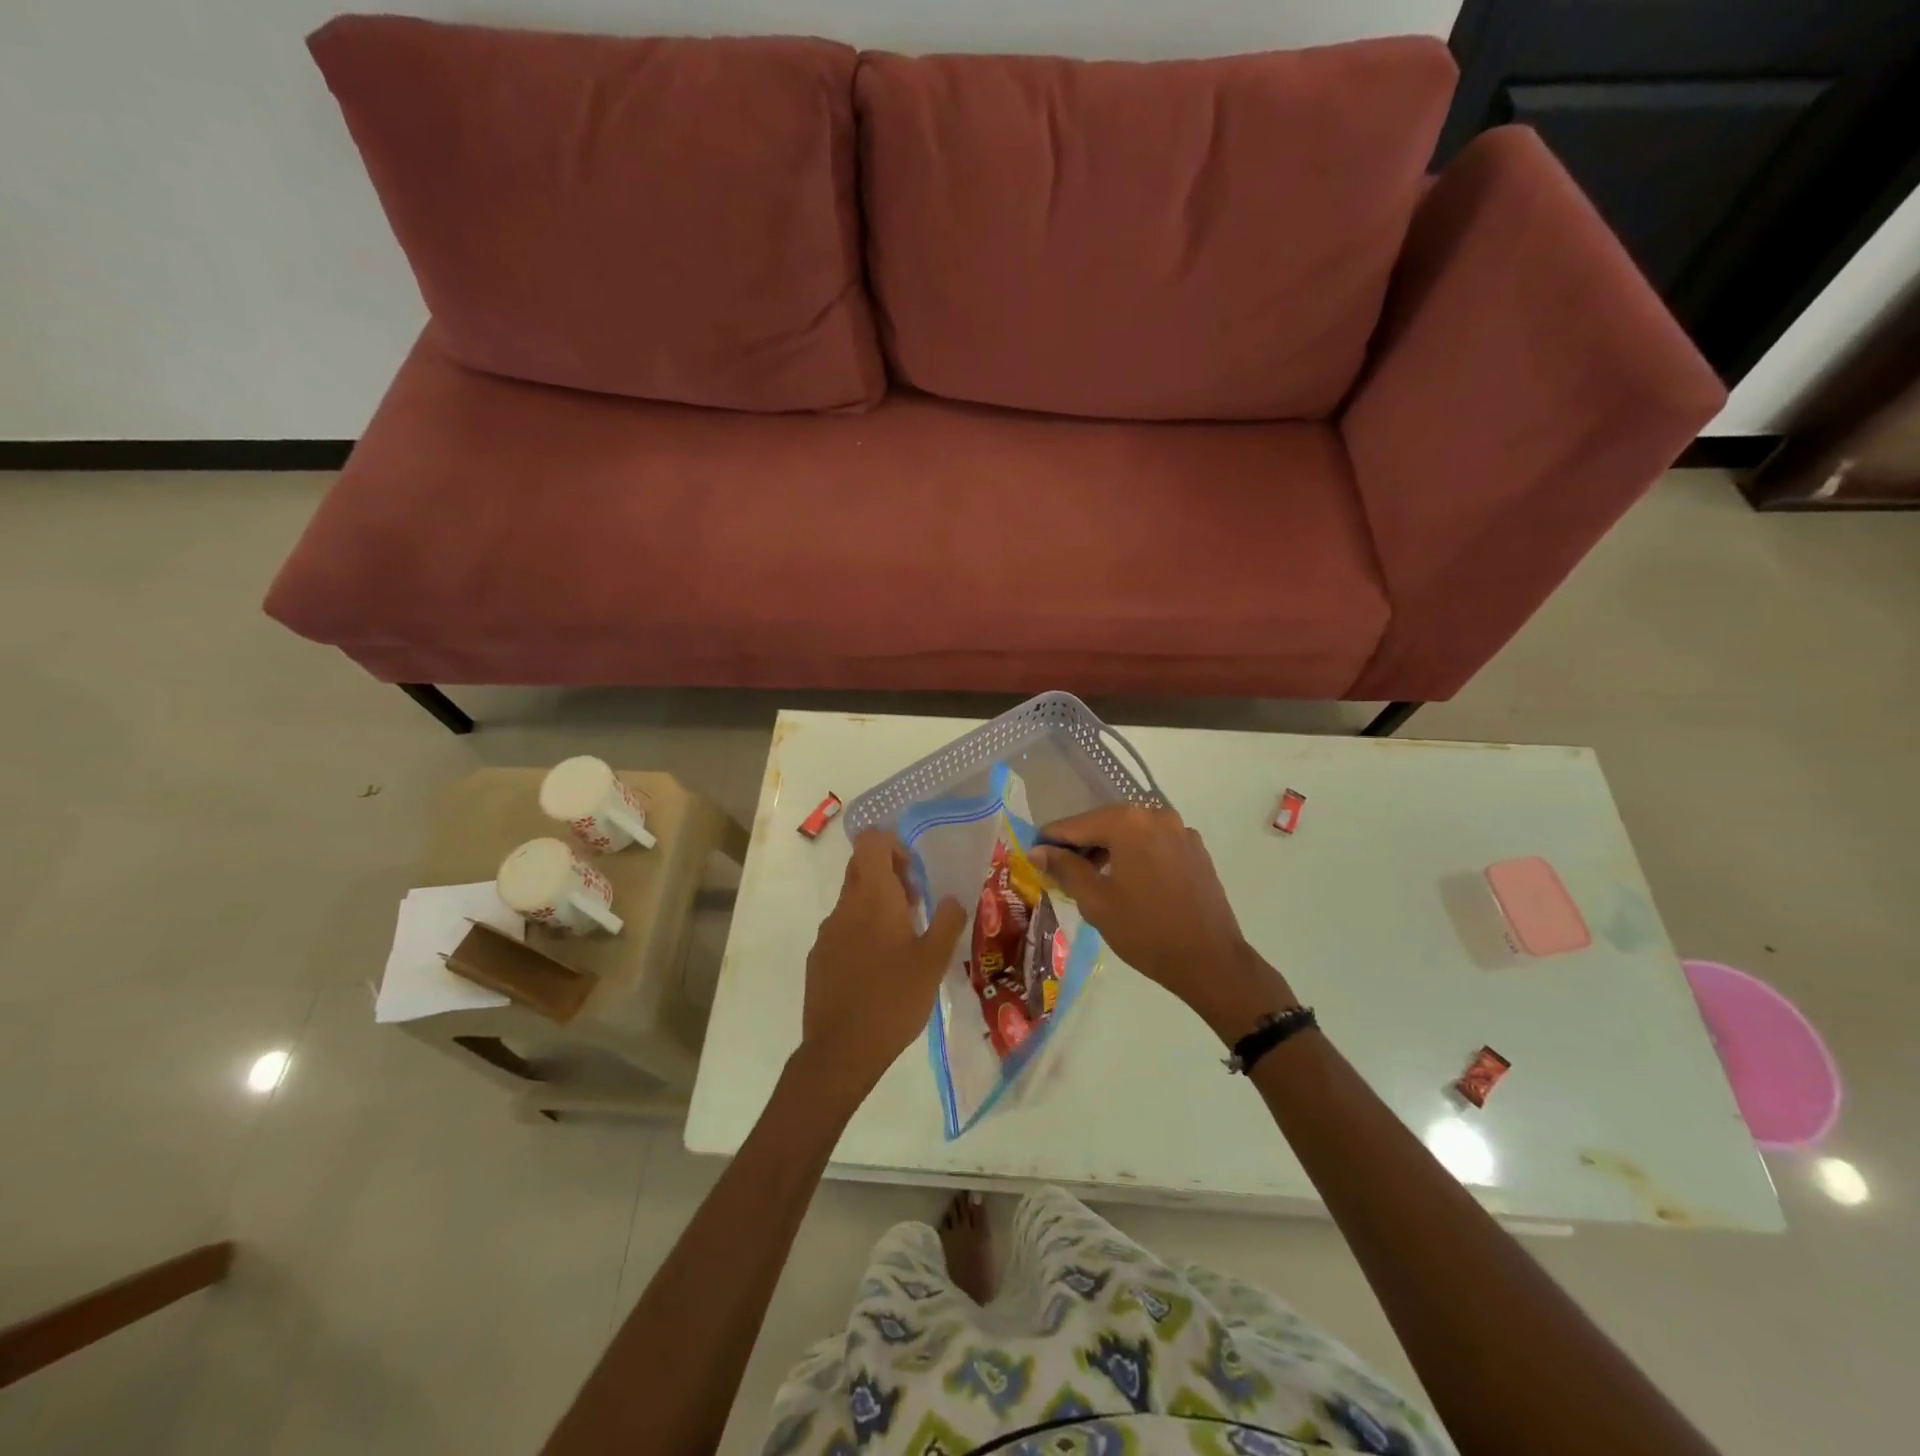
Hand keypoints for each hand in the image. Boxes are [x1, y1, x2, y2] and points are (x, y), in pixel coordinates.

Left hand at [796, 829, 966, 1109]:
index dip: (892, 846)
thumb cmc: (894, 999)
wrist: (841, 1050)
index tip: (913, 874)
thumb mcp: (934, 961)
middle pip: (861, 867)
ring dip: (877, 906)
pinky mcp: (818, 957)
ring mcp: (827, 932)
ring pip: (853, 900)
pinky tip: (878, 969)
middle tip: (915, 905)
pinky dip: (862, 932)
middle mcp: (845, 906)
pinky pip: (842, 928)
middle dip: (889, 875)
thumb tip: (952, 897)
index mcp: (874, 897)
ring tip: (903, 942)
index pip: (871, 842)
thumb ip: (947, 921)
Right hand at [1029, 806, 1296, 1041]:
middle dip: (1081, 845)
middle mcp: (1155, 815)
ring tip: (1093, 881)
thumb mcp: (1096, 901)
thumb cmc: (1146, 931)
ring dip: (1109, 850)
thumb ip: (1065, 868)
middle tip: (1061, 873)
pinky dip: (1135, 854)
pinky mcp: (1195, 849)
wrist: (1211, 961)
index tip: (1033, 856)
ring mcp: (1180, 830)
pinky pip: (1153, 843)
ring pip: (1130, 833)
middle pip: (1104, 823)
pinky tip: (1129, 883)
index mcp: (1128, 822)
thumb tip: (1037, 850)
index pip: (1075, 825)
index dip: (1050, 840)